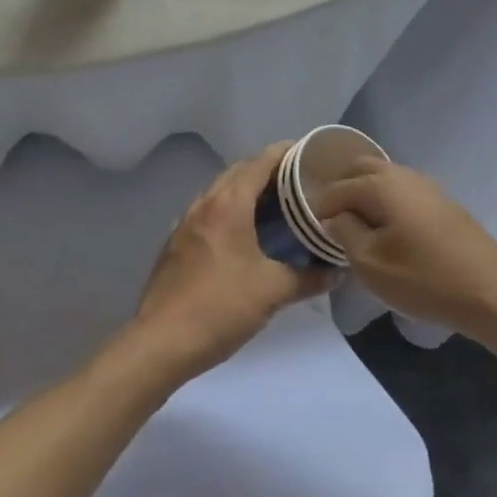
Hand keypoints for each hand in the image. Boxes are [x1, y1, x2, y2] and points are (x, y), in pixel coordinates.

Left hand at [128, 144, 334, 383]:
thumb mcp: (273, 292)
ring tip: (275, 204)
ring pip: (221, 191)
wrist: (160, 344)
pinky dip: (229, 210)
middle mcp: (204, 204)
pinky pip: (208, 212)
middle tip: (299, 181)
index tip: (310, 153)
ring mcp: (185, 223)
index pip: (260, 161)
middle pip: (239, 171)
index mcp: (229, 204)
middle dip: (268, 169)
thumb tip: (336, 273)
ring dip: (246, 189)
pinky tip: (243, 234)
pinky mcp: (175, 244)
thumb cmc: (220, 307)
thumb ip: (309, 278)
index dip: (286, 152)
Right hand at [311, 161, 496, 339]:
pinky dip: (385, 202)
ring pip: (383, 178)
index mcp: (380, 184)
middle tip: (329, 224)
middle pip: (360, 169)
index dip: (318, 209)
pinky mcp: (442, 202)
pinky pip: (402, 191)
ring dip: (365, 195)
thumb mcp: (370, 263)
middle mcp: (402, 174)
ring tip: (355, 229)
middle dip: (341, 191)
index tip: (308, 232)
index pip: (336, 188)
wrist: (489, 290)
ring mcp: (426, 185)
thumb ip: (344, 233)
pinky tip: (386, 230)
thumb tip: (334, 218)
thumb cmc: (423, 278)